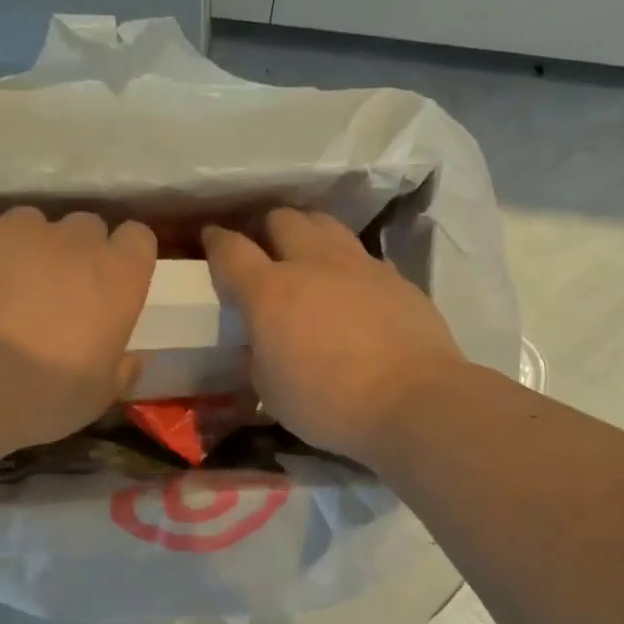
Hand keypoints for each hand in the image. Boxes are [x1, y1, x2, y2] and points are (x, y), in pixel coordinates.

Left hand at [0, 208, 155, 449]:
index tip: (111, 286)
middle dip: (75, 254)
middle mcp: (70, 239)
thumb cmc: (39, 397)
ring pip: (28, 226)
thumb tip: (134, 359)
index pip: (137, 239)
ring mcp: (11, 229)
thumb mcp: (96, 397)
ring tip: (0, 293)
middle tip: (55, 295)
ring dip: (24, 252)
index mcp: (115, 276)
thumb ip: (121, 369)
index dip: (124, 259)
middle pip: (84, 228)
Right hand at [203, 210, 465, 461]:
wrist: (412, 401)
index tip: (212, 240)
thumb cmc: (329, 404)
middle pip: (283, 219)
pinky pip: (362, 255)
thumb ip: (258, 359)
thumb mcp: (272, 393)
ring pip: (325, 224)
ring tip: (307, 255)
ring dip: (309, 233)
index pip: (231, 250)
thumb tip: (260, 345)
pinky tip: (351, 287)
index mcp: (270, 292)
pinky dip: (347, 263)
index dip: (216, 242)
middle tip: (266, 251)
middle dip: (267, 229)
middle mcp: (312, 264)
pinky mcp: (395, 276)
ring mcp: (358, 265)